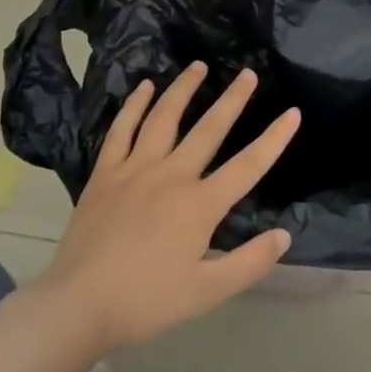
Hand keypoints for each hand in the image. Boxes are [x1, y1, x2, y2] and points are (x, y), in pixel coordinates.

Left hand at [26, 63, 299, 359]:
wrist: (78, 306)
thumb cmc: (146, 302)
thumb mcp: (206, 293)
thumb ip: (249, 263)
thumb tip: (284, 235)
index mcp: (199, 205)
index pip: (247, 166)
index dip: (273, 139)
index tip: (293, 113)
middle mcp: (171, 176)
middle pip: (209, 129)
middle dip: (232, 99)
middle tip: (248, 73)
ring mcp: (135, 169)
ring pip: (164, 118)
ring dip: (183, 89)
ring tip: (198, 65)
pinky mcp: (105, 173)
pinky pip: (122, 129)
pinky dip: (134, 105)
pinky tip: (144, 87)